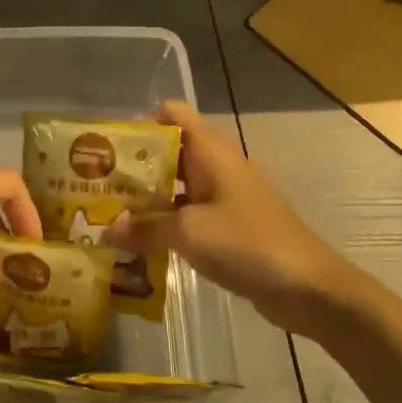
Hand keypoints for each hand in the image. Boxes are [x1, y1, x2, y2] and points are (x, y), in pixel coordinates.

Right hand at [104, 101, 361, 337]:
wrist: (307, 287)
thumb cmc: (248, 243)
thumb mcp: (188, 232)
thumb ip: (144, 228)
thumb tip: (106, 232)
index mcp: (210, 151)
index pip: (171, 115)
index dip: (139, 124)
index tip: (105, 147)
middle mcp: (217, 166)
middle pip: (169, 152)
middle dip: (133, 167)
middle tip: (94, 186)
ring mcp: (225, 197)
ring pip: (176, 187)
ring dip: (146, 199)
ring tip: (107, 215)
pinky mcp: (229, 226)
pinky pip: (189, 215)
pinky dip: (165, 224)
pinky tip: (138, 244)